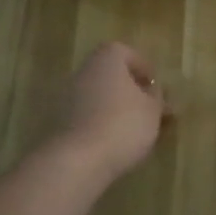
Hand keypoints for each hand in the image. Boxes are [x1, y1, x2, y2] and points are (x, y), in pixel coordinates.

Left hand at [55, 42, 166, 179]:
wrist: (78, 161)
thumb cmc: (123, 125)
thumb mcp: (153, 110)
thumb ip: (156, 96)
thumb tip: (153, 90)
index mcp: (107, 60)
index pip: (126, 53)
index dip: (143, 68)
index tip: (156, 87)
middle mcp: (83, 72)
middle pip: (111, 75)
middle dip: (131, 90)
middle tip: (149, 109)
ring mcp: (67, 97)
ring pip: (99, 97)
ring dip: (117, 108)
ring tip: (136, 130)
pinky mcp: (59, 123)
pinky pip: (87, 116)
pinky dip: (102, 123)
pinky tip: (116, 142)